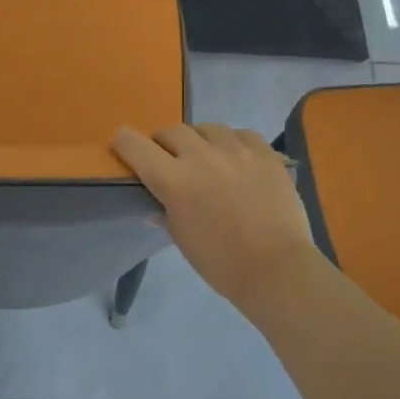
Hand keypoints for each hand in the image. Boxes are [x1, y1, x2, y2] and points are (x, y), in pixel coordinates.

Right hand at [113, 123, 320, 309]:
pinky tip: (236, 158)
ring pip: (207, 128)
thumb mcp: (182, 239)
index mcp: (174, 181)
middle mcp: (201, 157)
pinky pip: (241, 134)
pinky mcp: (265, 154)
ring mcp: (236, 151)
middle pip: (172, 131)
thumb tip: (153, 206)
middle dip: (163, 142)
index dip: (124, 142)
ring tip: (205, 156)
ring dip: (198, 139)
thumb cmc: (220, 263)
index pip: (137, 146)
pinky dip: (232, 142)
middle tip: (168, 157)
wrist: (277, 270)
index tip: (122, 143)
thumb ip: (164, 213)